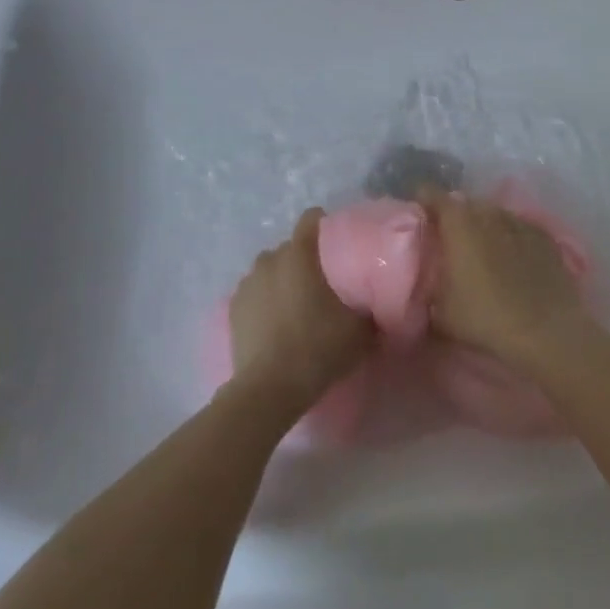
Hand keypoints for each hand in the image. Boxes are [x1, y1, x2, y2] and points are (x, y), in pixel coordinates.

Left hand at [227, 208, 373, 420]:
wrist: (270, 389)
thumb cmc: (318, 348)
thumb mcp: (360, 331)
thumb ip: (369, 309)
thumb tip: (376, 303)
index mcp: (299, 254)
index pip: (311, 219)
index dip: (325, 226)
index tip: (337, 245)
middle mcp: (270, 258)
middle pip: (290, 247)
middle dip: (304, 259)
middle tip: (322, 285)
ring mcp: (248, 282)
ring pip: (270, 269)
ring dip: (282, 279)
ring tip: (296, 306)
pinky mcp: (232, 307)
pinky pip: (254, 293)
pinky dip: (264, 301)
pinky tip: (274, 324)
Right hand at [422, 188, 590, 369]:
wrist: (548, 331)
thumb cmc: (486, 317)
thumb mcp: (441, 313)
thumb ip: (427, 289)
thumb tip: (421, 285)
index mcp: (457, 221)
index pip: (430, 193)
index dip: (421, 202)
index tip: (417, 220)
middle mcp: (487, 211)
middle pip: (463, 203)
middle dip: (453, 217)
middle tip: (448, 243)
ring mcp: (518, 220)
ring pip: (492, 214)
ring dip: (483, 226)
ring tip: (481, 252)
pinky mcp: (544, 236)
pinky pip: (517, 228)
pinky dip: (509, 238)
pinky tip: (512, 261)